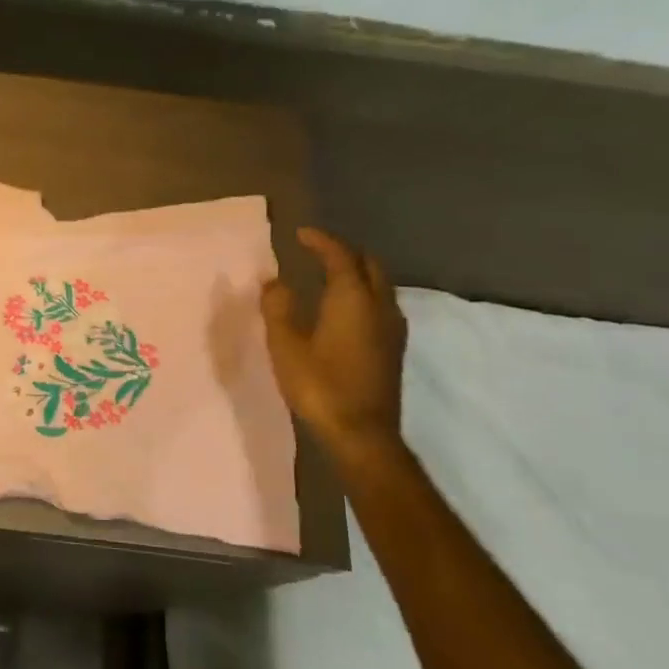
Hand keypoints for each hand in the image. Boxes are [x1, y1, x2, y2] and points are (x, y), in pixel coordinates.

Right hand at [261, 228, 407, 460]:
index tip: (301, 234)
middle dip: (344, 253)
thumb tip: (274, 282)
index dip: (321, 241)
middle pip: (368, 264)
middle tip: (317, 252)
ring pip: (379, 285)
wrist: (362, 434)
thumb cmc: (320, 385)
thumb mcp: (286, 345)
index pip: (340, 256)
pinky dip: (363, 294)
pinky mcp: (393, 348)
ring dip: (356, 273)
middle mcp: (380, 306)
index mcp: (353, 299)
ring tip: (329, 276)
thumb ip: (278, 308)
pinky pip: (381, 304)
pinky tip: (345, 309)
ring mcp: (392, 328)